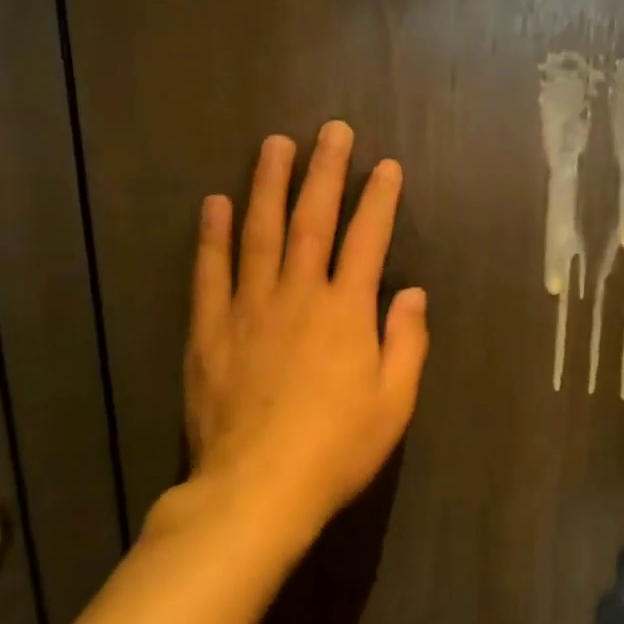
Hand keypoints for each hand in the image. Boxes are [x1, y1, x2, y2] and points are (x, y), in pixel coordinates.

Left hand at [181, 122, 428, 541]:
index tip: (386, 166)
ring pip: (259, 233)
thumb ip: (406, 341)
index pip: (368, 239)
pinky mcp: (210, 331)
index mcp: (347, 312)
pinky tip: (214, 204)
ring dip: (267, 185)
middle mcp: (298, 296)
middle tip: (330, 131)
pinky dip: (212, 236)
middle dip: (324, 172)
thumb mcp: (394, 402)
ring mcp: (249, 309)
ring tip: (272, 145)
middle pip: (311, 221)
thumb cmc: (337, 449)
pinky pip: (210, 273)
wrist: (256, 492)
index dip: (379, 199)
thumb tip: (412, 292)